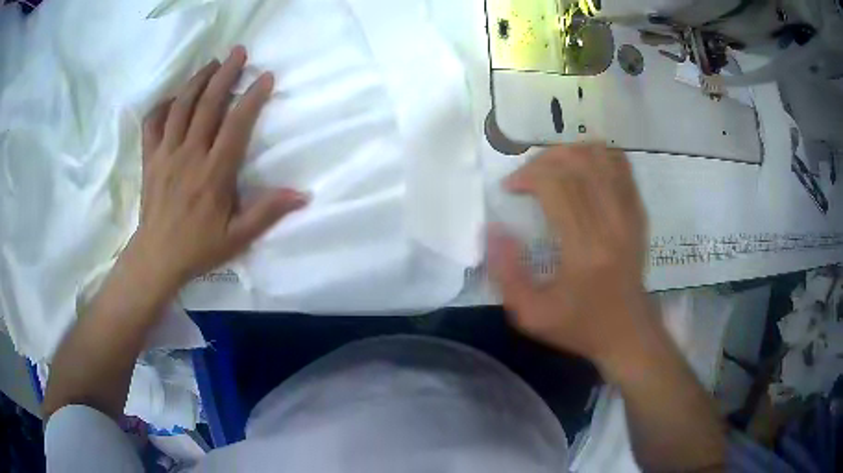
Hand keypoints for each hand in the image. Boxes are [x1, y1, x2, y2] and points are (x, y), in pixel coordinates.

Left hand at [127, 46, 307, 294]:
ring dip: (197, 80)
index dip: (253, 97)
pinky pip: (153, 123)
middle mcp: (189, 155)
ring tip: (212, 63)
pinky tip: (174, 97)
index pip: (236, 125)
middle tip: (239, 52)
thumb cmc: (198, 248)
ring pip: (180, 106)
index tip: (266, 76)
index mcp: (213, 173)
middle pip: (207, 104)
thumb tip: (303, 195)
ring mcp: (166, 154)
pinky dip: (162, 105)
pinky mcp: (150, 158)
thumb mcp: (237, 237)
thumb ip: (267, 213)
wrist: (157, 257)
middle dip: (225, 74)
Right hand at [488, 144, 651, 369]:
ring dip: (569, 153)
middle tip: (526, 177)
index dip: (527, 175)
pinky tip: (581, 169)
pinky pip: (621, 165)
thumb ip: (506, 272)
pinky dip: (597, 156)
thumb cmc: (579, 326)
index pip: (556, 184)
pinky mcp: (639, 212)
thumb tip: (493, 229)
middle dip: (542, 160)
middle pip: (576, 163)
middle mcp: (611, 222)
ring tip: (551, 169)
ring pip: (600, 157)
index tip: (510, 188)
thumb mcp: (530, 314)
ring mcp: (630, 214)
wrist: (628, 332)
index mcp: (584, 248)